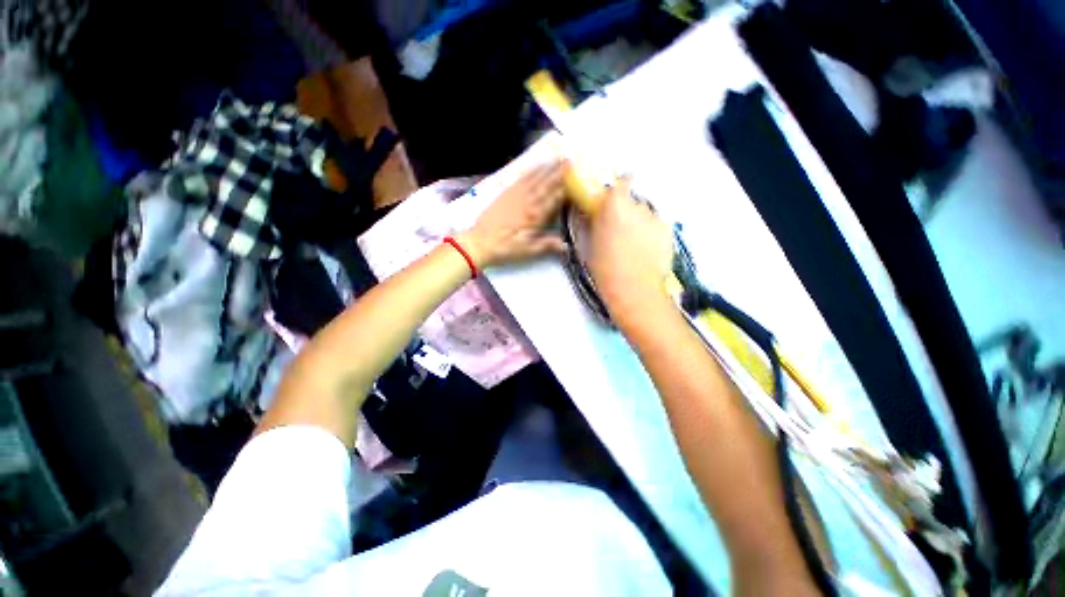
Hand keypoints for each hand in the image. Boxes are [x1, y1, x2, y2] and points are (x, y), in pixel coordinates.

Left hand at [457, 161, 567, 268]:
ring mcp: (515, 196)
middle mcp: (527, 202)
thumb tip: (566, 245)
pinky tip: (535, 166)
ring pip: (534, 178)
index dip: (565, 188)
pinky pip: (520, 179)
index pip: (553, 199)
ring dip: (546, 168)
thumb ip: (546, 245)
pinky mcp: (505, 194)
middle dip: (558, 172)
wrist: (479, 242)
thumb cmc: (505, 248)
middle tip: (569, 160)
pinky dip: (530, 171)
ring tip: (556, 158)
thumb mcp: (527, 251)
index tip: (576, 179)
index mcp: (534, 217)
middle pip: (545, 184)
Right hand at [587, 177, 673, 323]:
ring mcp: (657, 219)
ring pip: (646, 215)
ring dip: (640, 222)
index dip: (621, 184)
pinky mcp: (669, 233)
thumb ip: (594, 223)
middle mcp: (639, 206)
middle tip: (620, 229)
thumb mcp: (591, 244)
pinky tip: (646, 251)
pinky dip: (651, 234)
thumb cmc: (605, 268)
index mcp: (616, 206)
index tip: (615, 195)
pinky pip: (657, 227)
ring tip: (634, 244)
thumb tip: (593, 213)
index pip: (624, 180)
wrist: (635, 289)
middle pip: (634, 201)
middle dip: (627, 210)